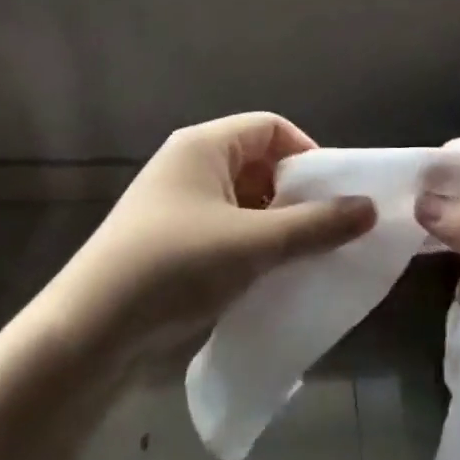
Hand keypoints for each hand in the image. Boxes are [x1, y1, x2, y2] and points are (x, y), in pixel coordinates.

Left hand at [51, 113, 376, 368]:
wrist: (89, 332)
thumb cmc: (175, 267)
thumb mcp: (254, 244)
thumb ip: (316, 225)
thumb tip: (369, 207)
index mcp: (204, 146)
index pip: (271, 127)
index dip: (308, 154)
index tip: (334, 195)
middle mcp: (189, 165)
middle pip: (258, 163)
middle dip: (295, 194)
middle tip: (325, 230)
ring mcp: (176, 204)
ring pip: (243, 201)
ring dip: (275, 225)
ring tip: (302, 258)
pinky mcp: (169, 241)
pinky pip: (225, 229)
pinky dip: (251, 245)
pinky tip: (268, 277)